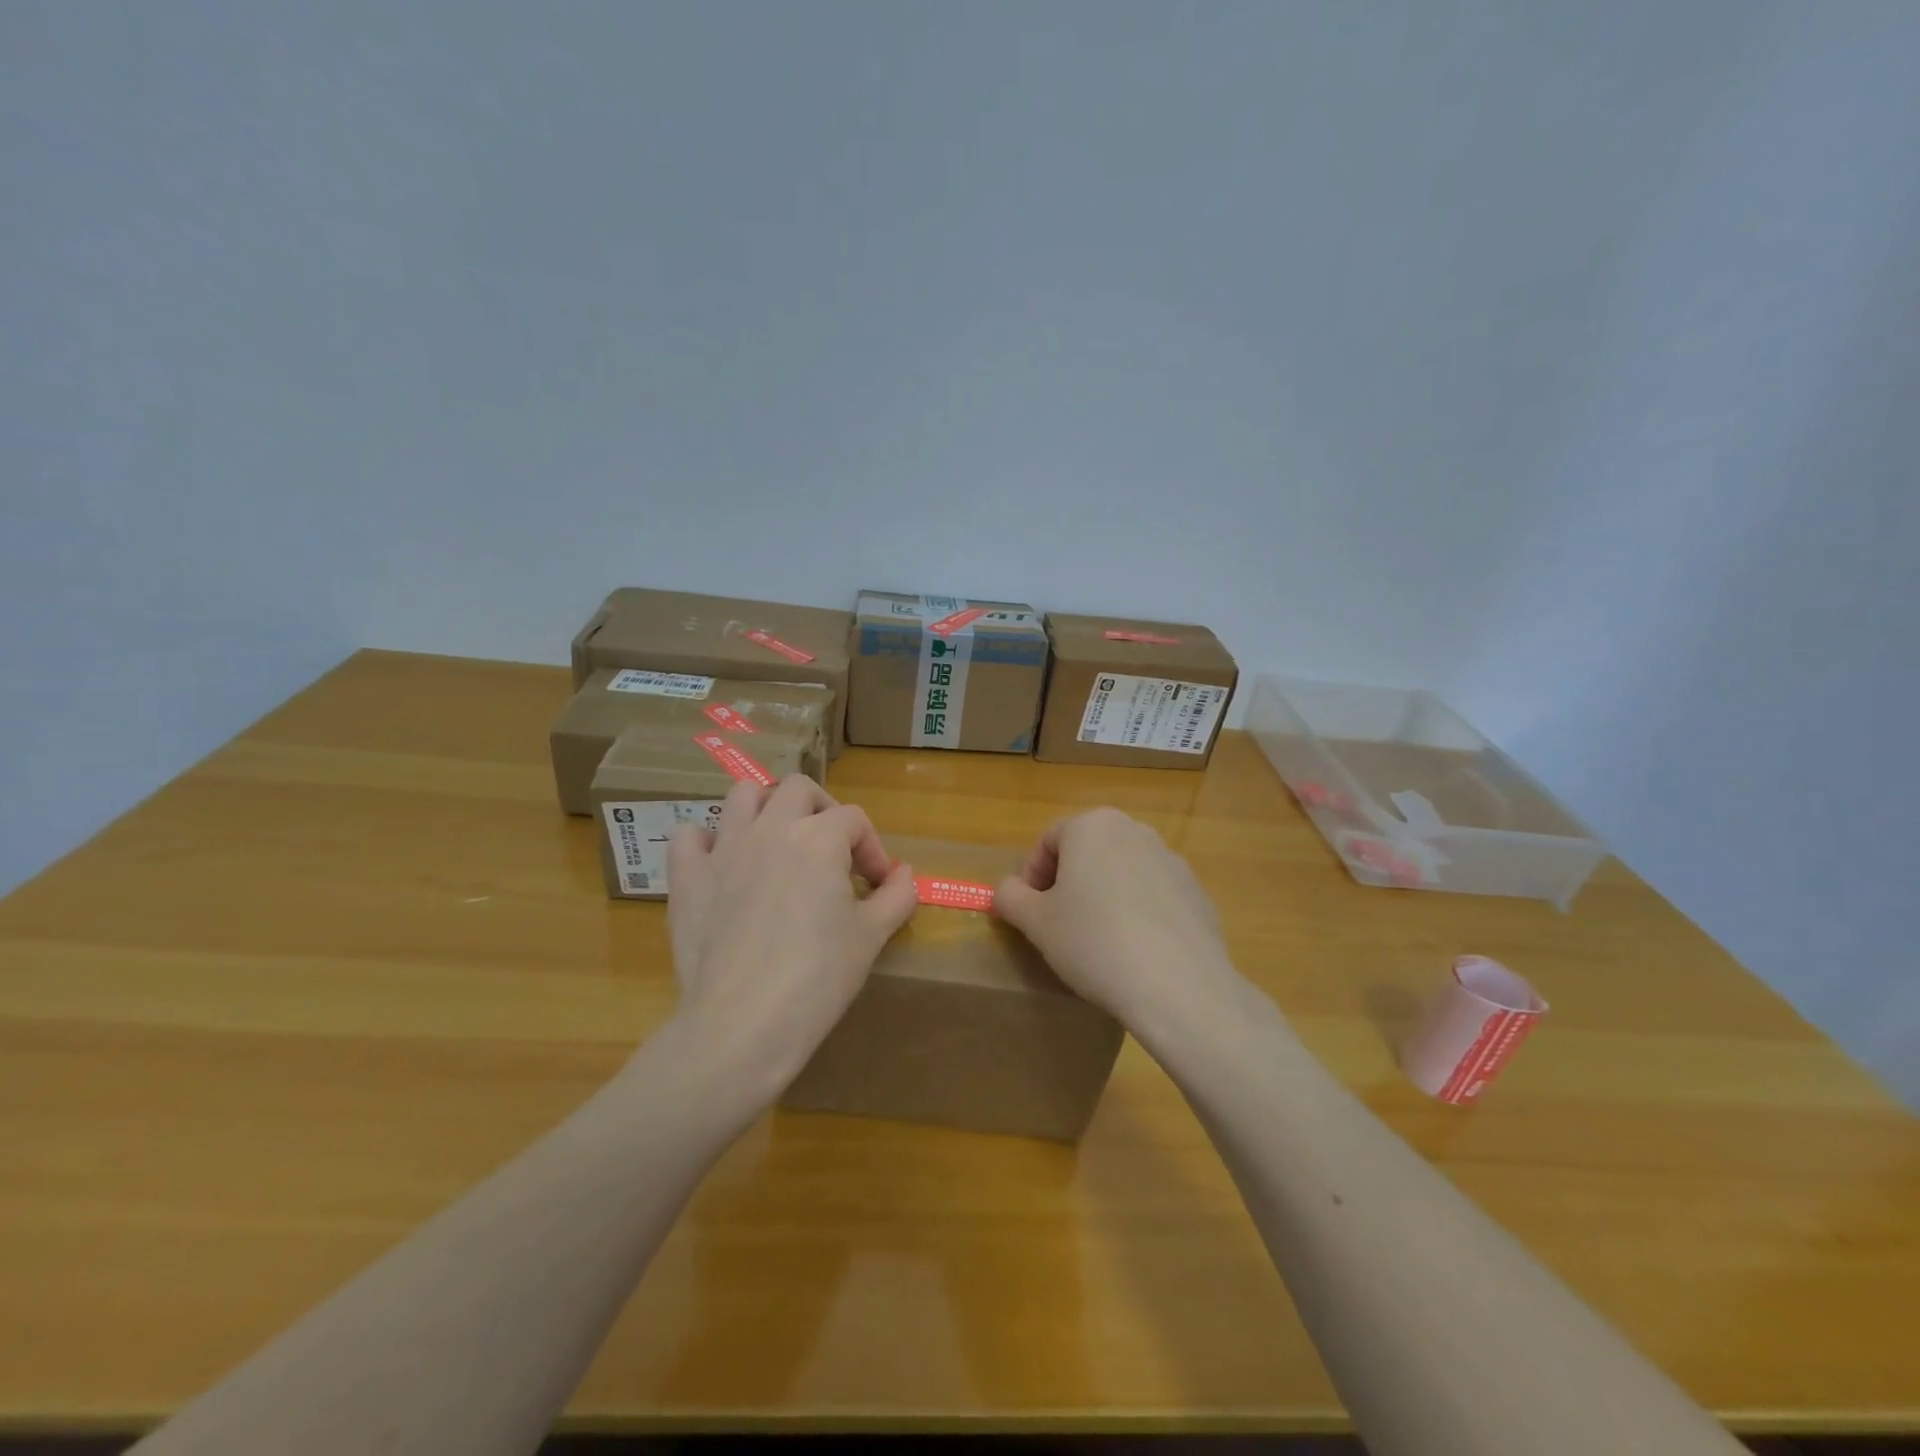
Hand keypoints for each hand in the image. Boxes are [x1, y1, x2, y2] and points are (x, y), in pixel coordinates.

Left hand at [664, 776, 917, 1095]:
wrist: (742, 1024)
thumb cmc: (817, 978)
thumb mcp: (872, 937)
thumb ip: (897, 896)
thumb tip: (904, 874)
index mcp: (819, 838)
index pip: (855, 820)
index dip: (872, 849)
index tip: (876, 886)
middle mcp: (770, 829)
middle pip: (799, 789)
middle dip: (822, 812)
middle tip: (831, 852)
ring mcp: (723, 849)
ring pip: (743, 795)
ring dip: (766, 808)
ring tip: (778, 843)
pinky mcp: (687, 877)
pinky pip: (689, 835)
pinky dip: (707, 840)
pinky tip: (723, 864)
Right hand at [993, 807, 1246, 1036]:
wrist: (1178, 986)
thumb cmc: (1093, 943)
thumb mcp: (1036, 923)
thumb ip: (1010, 896)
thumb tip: (1006, 889)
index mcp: (1093, 826)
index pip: (1048, 841)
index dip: (1031, 876)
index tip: (1030, 913)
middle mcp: (1134, 830)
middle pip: (1087, 851)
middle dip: (1068, 883)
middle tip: (1059, 925)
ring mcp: (1170, 859)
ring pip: (1121, 872)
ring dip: (1103, 896)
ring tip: (1098, 941)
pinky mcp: (1195, 891)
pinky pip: (1153, 895)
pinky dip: (1137, 912)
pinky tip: (1135, 950)